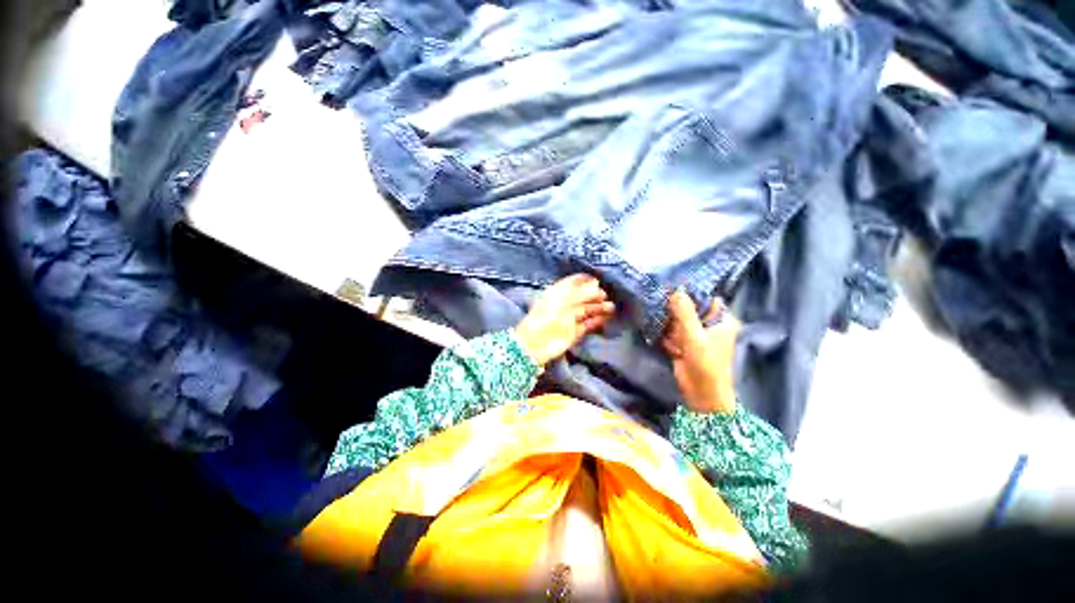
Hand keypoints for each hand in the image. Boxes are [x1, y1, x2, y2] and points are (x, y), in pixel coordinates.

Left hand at [515, 274, 615, 366]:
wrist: (536, 343)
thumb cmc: (547, 316)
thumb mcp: (564, 301)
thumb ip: (581, 292)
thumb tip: (596, 284)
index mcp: (557, 294)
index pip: (572, 283)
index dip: (584, 281)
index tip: (597, 280)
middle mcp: (563, 305)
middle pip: (581, 297)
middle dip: (594, 295)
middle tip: (605, 295)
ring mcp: (568, 319)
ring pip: (586, 311)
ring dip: (598, 308)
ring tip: (610, 307)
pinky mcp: (573, 333)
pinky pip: (586, 325)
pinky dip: (595, 322)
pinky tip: (603, 319)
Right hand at [662, 289, 739, 413]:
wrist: (701, 394)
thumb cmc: (706, 364)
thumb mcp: (695, 336)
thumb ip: (685, 313)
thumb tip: (676, 290)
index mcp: (721, 320)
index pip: (705, 298)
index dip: (690, 295)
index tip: (672, 292)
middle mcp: (709, 324)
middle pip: (687, 309)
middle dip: (676, 316)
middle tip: (674, 326)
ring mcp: (695, 334)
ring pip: (676, 321)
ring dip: (671, 330)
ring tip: (677, 344)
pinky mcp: (683, 343)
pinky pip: (671, 333)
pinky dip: (669, 339)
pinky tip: (674, 351)